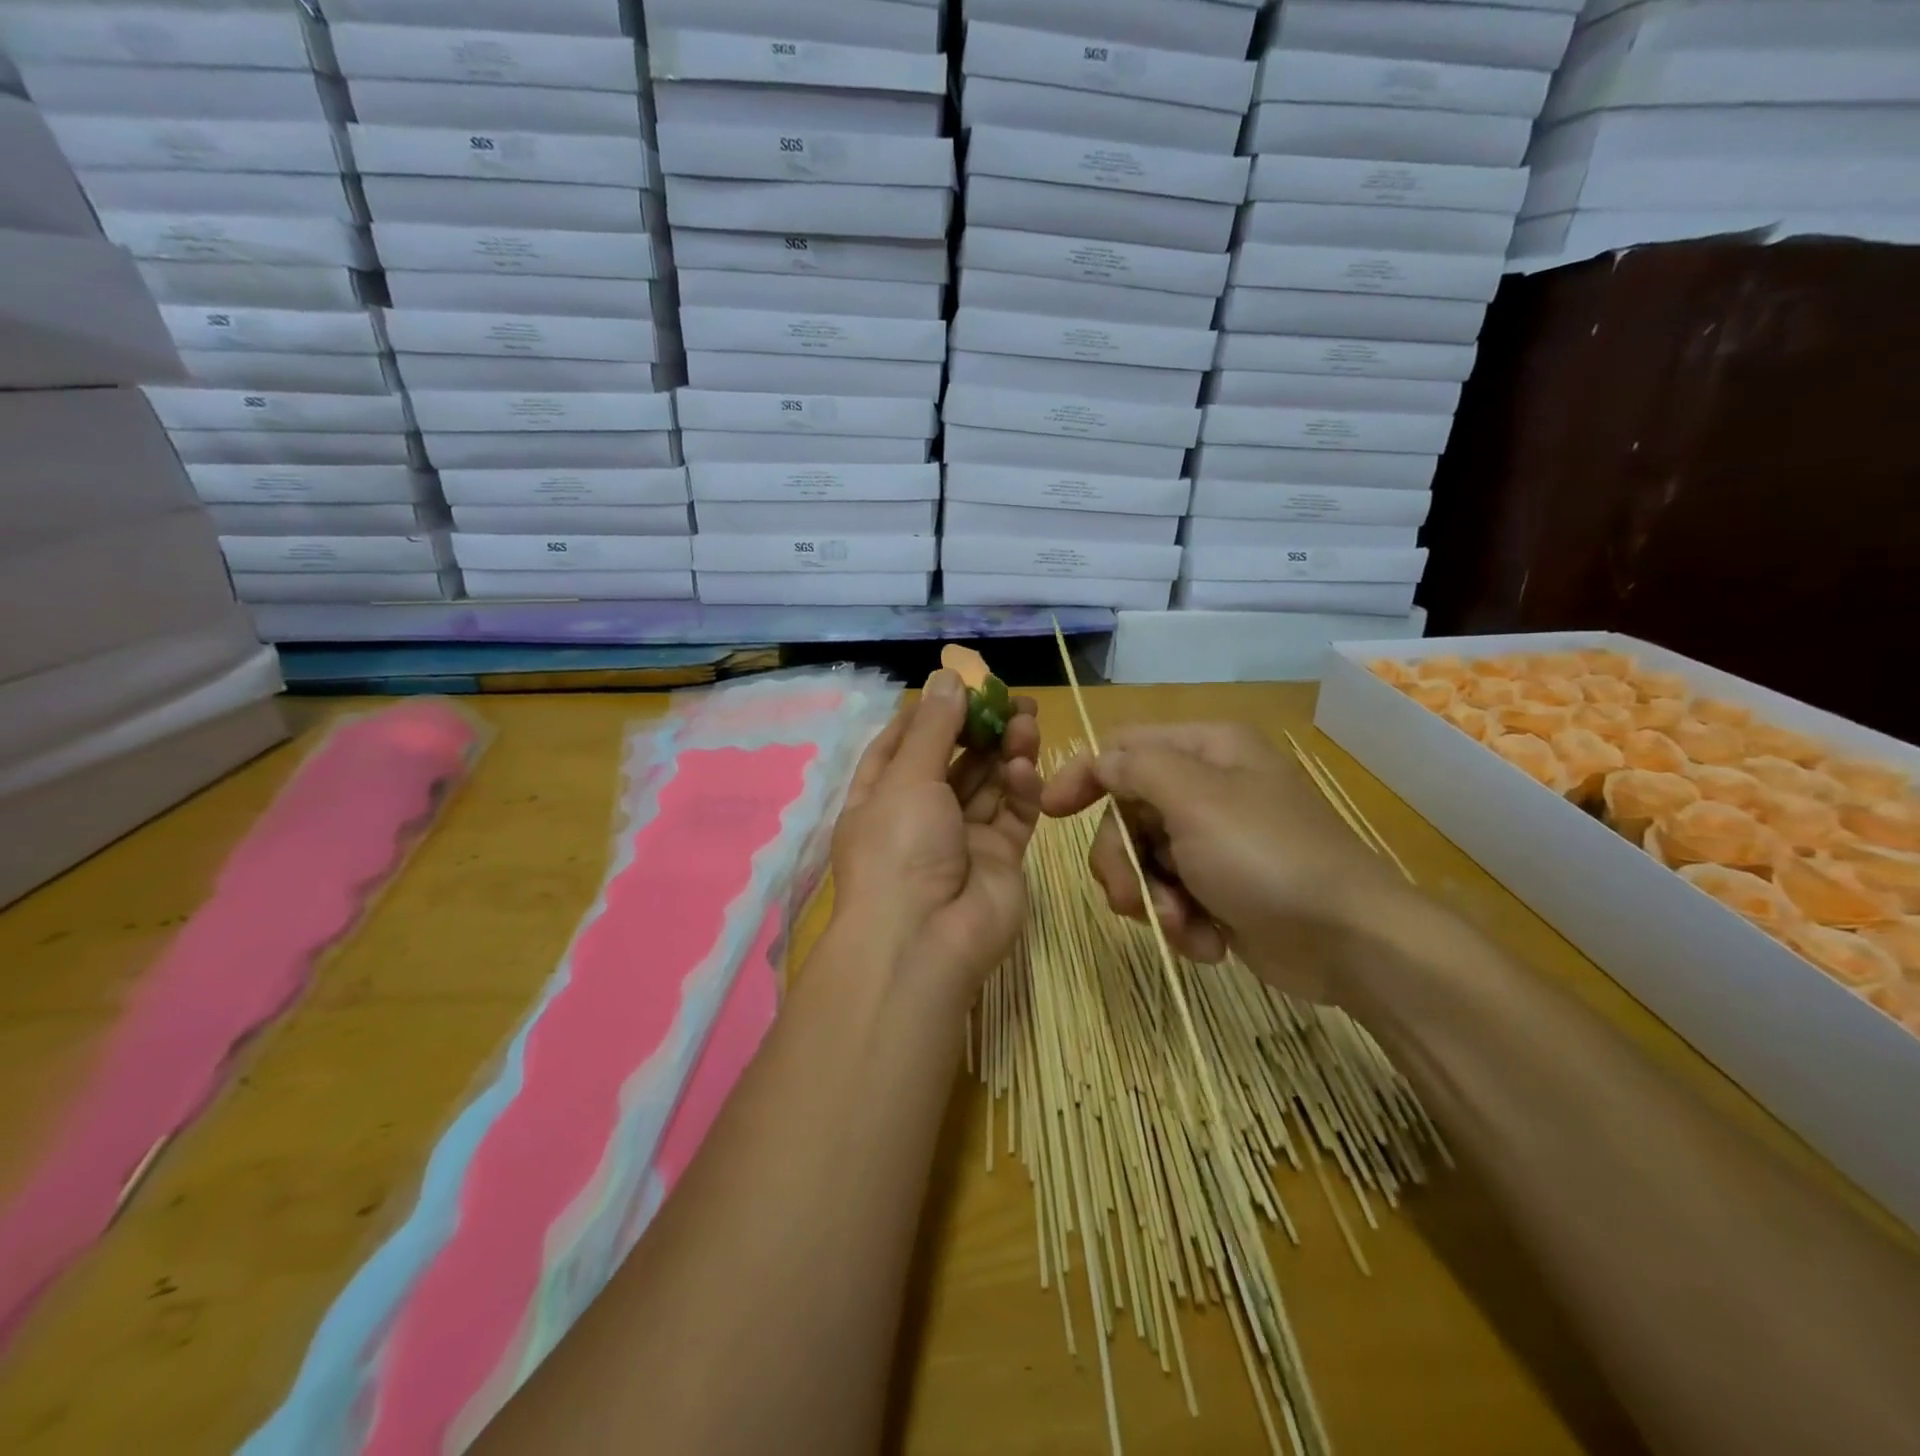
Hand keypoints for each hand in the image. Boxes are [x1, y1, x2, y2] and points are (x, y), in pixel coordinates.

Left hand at [830, 670, 1041, 999]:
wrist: (926, 941)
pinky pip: (1012, 814)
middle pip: (953, 761)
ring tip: (1028, 718)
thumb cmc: (899, 847)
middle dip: (979, 728)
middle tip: (1012, 698)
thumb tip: (946, 676)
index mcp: (881, 798)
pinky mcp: (1000, 858)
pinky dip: (1019, 788)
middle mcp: (920, 817)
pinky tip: (1024, 767)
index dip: (928, 715)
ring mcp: (962, 839)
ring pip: (988, 784)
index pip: (901, 746)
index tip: (956, 686)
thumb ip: (934, 728)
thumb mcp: (908, 778)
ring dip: (1005, 751)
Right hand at [1041, 723, 1408, 1002]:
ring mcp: (1213, 841)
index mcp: (1206, 751)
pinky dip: (1180, 921)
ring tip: (1182, 925)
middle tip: (1133, 898)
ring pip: (1142, 861)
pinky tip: (1208, 941)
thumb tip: (1101, 761)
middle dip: (1123, 861)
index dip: (1084, 776)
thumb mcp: (1195, 799)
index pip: (1123, 748)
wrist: (1348, 941)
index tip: (1050, 813)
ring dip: (1151, 899)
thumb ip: (1137, 769)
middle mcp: (1206, 788)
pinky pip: (1170, 896)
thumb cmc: (1266, 857)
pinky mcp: (1219, 889)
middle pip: (1125, 813)